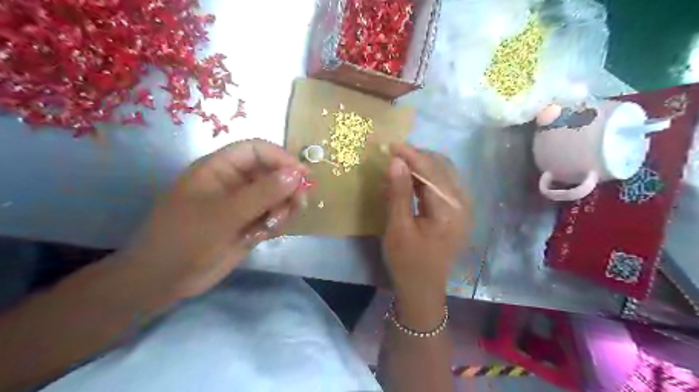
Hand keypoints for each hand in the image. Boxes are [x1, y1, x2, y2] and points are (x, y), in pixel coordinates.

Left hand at [120, 139, 305, 301]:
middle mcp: (235, 182)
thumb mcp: (224, 215)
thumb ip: (262, 194)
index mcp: (220, 168)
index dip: (281, 158)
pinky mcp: (250, 223)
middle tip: (298, 205)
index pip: (257, 150)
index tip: (303, 176)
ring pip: (277, 195)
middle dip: (288, 187)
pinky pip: (274, 215)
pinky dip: (276, 223)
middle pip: (273, 172)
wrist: (166, 280)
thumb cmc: (186, 240)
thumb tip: (297, 174)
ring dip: (283, 208)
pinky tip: (263, 236)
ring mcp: (244, 204)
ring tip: (273, 226)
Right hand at [382, 144, 468, 327]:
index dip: (411, 155)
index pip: (432, 171)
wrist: (423, 289)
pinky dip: (426, 178)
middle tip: (393, 154)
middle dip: (417, 157)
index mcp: (450, 210)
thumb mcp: (398, 228)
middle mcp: (463, 204)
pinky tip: (410, 179)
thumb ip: (399, 193)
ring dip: (422, 166)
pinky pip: (444, 185)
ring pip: (444, 174)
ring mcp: (463, 208)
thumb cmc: (407, 262)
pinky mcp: (457, 212)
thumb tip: (396, 161)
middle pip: (442, 168)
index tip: (391, 145)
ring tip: (399, 164)